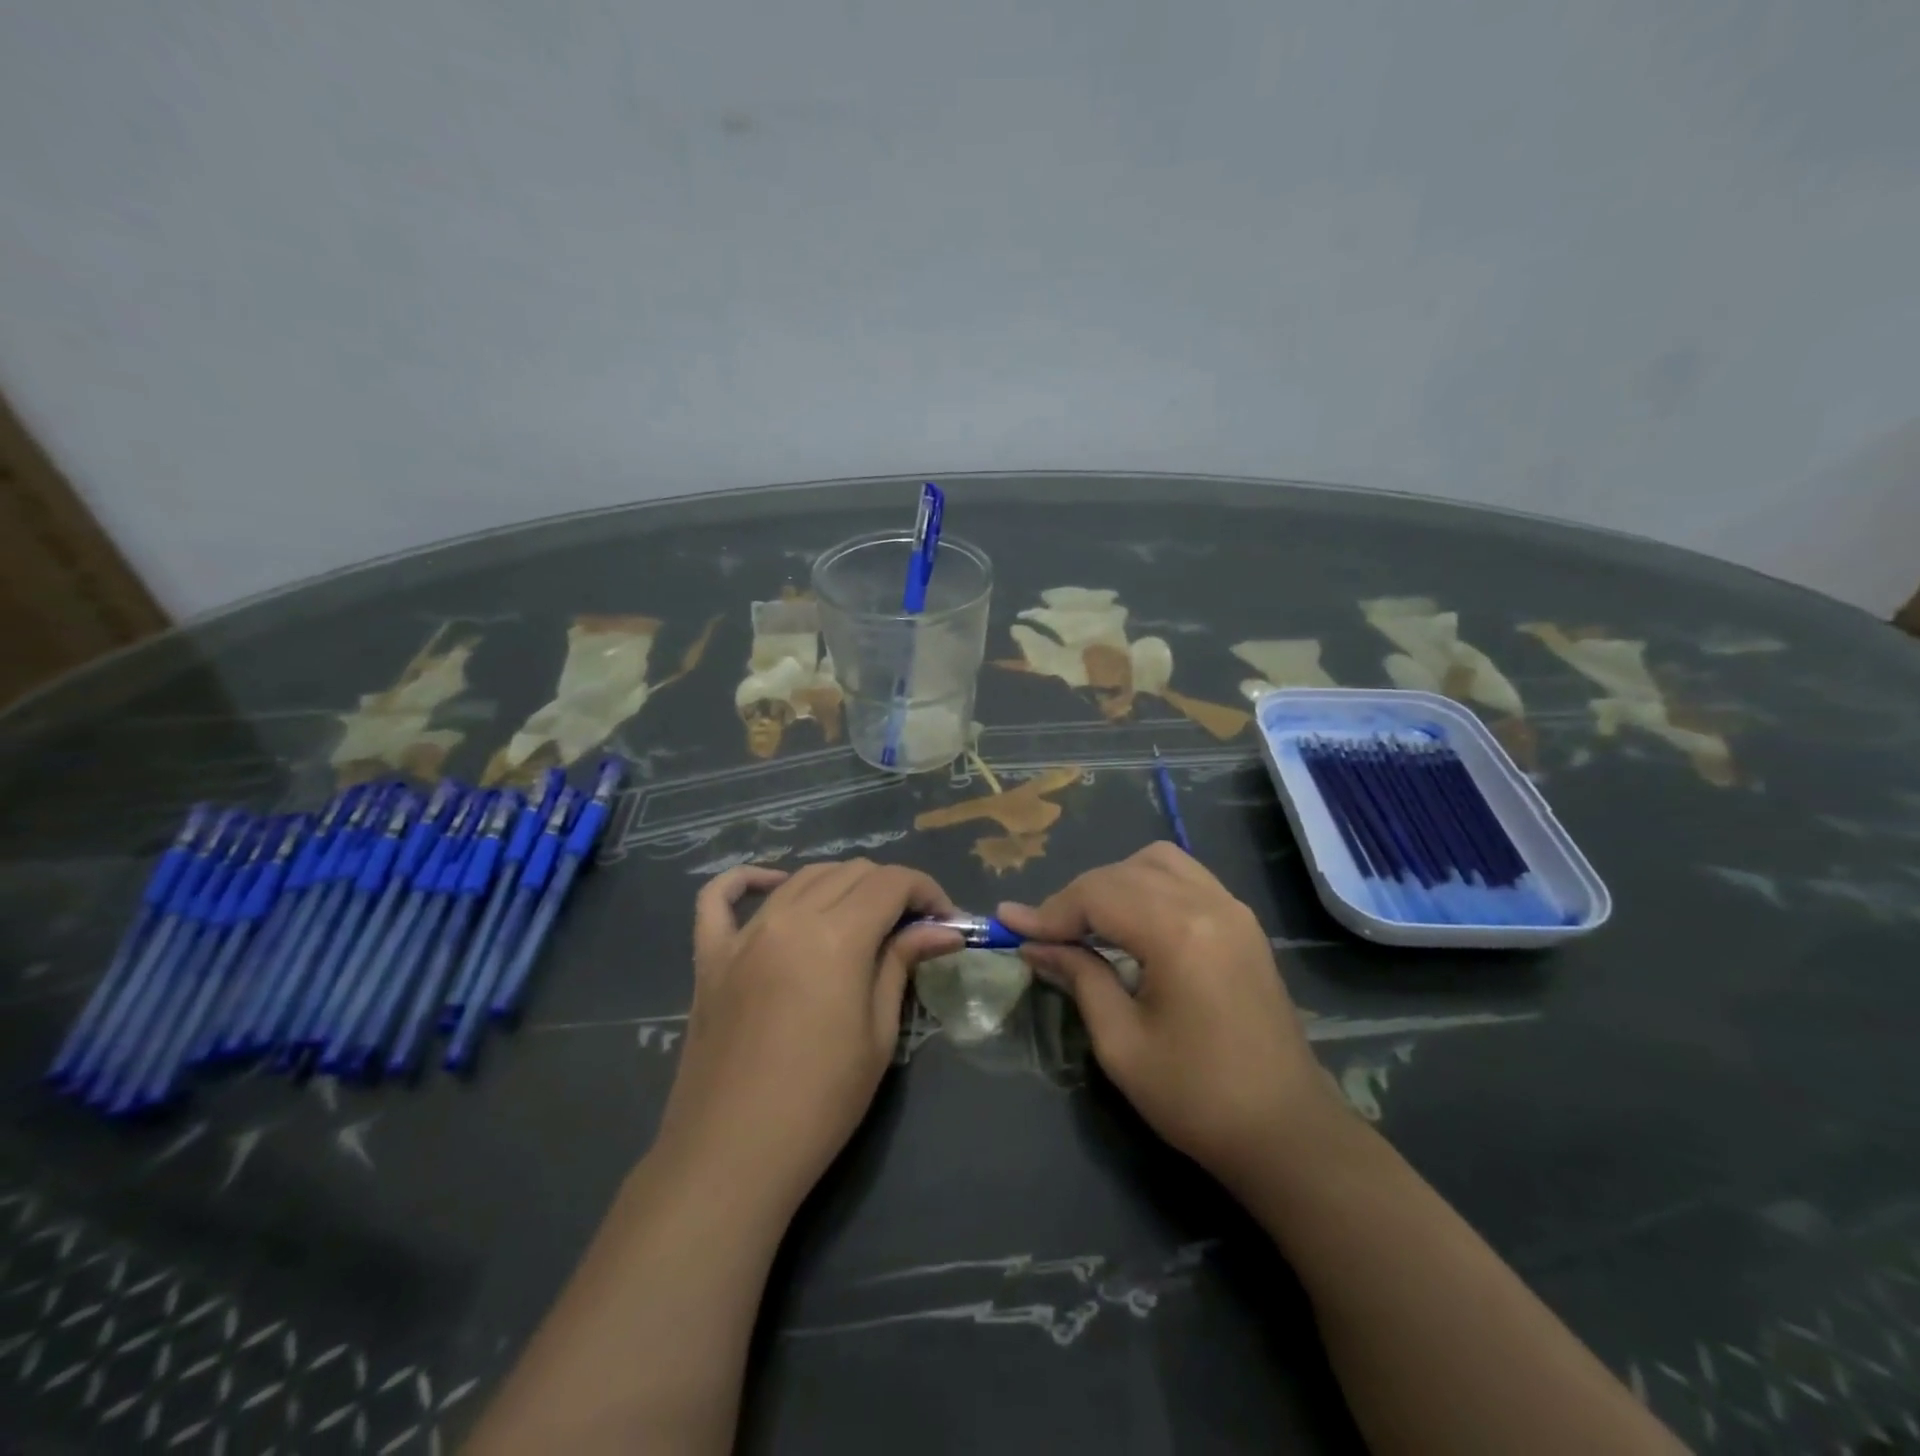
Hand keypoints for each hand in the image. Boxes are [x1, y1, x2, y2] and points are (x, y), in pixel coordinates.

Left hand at [655, 861, 962, 1211]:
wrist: (732, 1157)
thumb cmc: (821, 1103)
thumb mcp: (878, 1034)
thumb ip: (902, 964)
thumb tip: (943, 928)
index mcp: (836, 936)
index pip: (892, 882)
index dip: (927, 891)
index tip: (946, 920)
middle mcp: (789, 918)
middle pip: (851, 872)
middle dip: (891, 889)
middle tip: (911, 928)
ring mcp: (743, 934)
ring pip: (802, 878)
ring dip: (841, 886)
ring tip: (862, 919)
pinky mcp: (710, 956)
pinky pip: (719, 898)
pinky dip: (747, 880)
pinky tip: (774, 885)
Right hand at [997, 843, 1340, 1191]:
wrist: (1288, 1133)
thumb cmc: (1197, 1098)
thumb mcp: (1121, 1043)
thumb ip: (1079, 978)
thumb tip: (1034, 945)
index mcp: (1179, 933)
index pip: (1098, 895)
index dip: (1050, 910)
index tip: (1010, 925)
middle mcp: (1209, 904)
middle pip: (1123, 872)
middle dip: (1077, 897)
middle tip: (1046, 935)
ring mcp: (1233, 909)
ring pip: (1157, 862)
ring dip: (1114, 883)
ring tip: (1089, 925)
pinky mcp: (1243, 923)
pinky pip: (1186, 877)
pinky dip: (1148, 886)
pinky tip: (1133, 923)